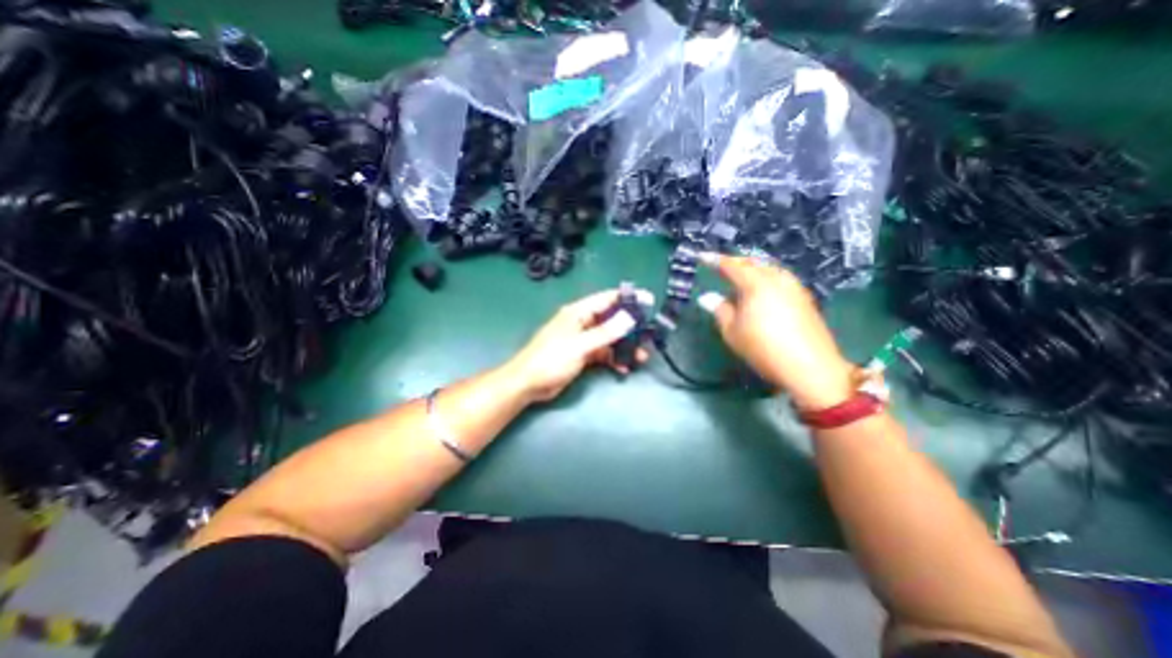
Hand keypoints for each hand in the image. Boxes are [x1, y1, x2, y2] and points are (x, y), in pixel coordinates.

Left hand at [501, 290, 649, 402]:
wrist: (529, 384)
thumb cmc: (551, 359)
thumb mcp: (580, 345)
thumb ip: (605, 332)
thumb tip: (629, 318)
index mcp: (578, 313)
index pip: (607, 299)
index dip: (628, 299)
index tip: (649, 301)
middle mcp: (582, 323)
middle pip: (612, 319)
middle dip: (630, 327)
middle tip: (649, 335)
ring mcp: (583, 339)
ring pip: (610, 338)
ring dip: (625, 346)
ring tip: (641, 356)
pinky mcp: (583, 355)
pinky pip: (604, 353)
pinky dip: (614, 359)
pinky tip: (624, 368)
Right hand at [700, 252, 858, 411]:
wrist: (810, 367)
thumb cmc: (763, 348)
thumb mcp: (732, 332)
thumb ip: (719, 310)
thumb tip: (708, 297)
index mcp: (756, 284)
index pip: (731, 265)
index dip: (715, 260)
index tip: (702, 257)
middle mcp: (777, 279)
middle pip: (753, 263)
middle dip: (735, 262)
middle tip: (720, 266)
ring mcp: (793, 287)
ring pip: (768, 268)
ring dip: (752, 269)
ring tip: (739, 278)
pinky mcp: (803, 297)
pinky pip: (779, 278)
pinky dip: (765, 278)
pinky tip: (761, 291)